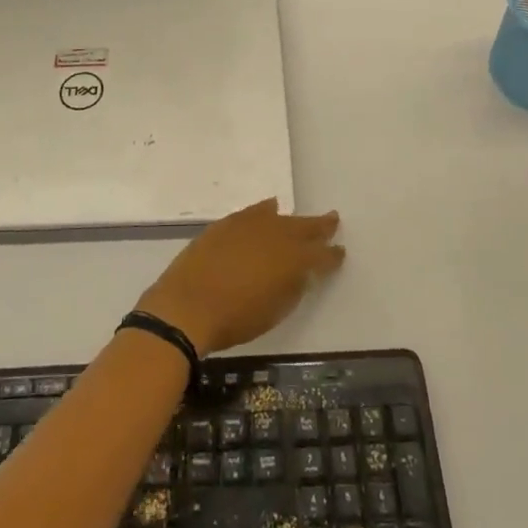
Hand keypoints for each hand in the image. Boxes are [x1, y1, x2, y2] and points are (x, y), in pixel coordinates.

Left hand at [136, 200, 344, 357]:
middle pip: (304, 227)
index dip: (332, 256)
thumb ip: (292, 288)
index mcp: (294, 260)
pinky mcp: (228, 223)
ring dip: (292, 219)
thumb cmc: (236, 319)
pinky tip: (268, 208)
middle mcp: (277, 235)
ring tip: (301, 218)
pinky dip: (265, 211)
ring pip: (280, 217)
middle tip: (332, 220)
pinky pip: (254, 212)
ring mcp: (251, 225)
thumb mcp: (275, 311)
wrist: (188, 305)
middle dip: (320, 226)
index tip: (340, 253)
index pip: (321, 255)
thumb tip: (299, 273)